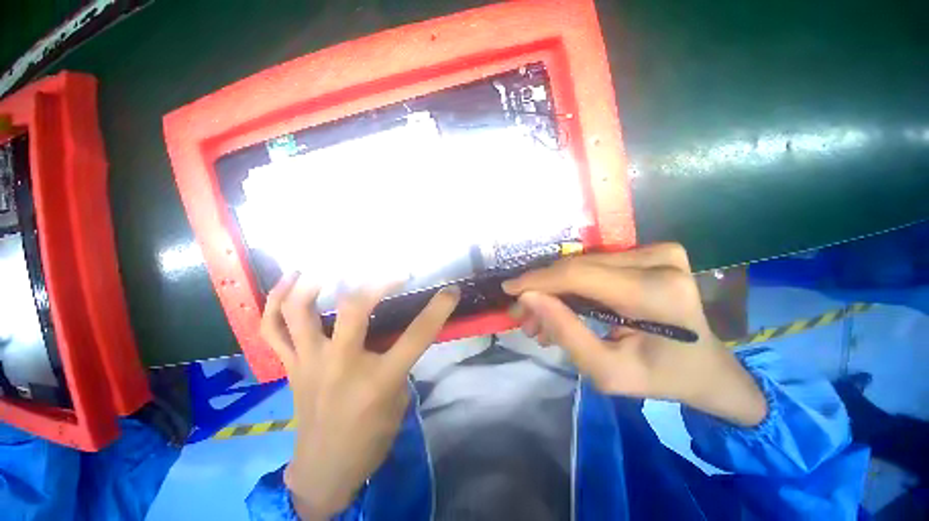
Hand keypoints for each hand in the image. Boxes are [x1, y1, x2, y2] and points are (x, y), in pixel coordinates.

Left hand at [261, 274, 459, 518]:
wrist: (324, 470)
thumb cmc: (370, 438)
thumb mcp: (399, 399)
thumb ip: (398, 360)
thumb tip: (398, 331)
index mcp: (378, 380)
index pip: (416, 335)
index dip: (438, 309)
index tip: (451, 291)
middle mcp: (340, 364)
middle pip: (355, 308)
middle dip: (379, 281)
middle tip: (394, 271)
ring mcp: (309, 362)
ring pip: (300, 312)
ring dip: (313, 282)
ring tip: (328, 264)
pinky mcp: (290, 365)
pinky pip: (272, 329)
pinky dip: (275, 302)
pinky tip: (289, 282)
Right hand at [503, 243, 766, 426]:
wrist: (707, 368)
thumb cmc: (662, 377)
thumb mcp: (608, 371)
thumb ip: (565, 333)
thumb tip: (529, 299)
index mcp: (657, 293)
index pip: (579, 275)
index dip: (537, 280)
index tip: (509, 289)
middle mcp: (660, 261)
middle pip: (577, 267)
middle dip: (542, 289)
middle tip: (522, 314)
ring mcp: (658, 251)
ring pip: (582, 265)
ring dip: (555, 289)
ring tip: (539, 317)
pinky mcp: (652, 251)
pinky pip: (596, 265)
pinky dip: (573, 285)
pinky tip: (562, 305)